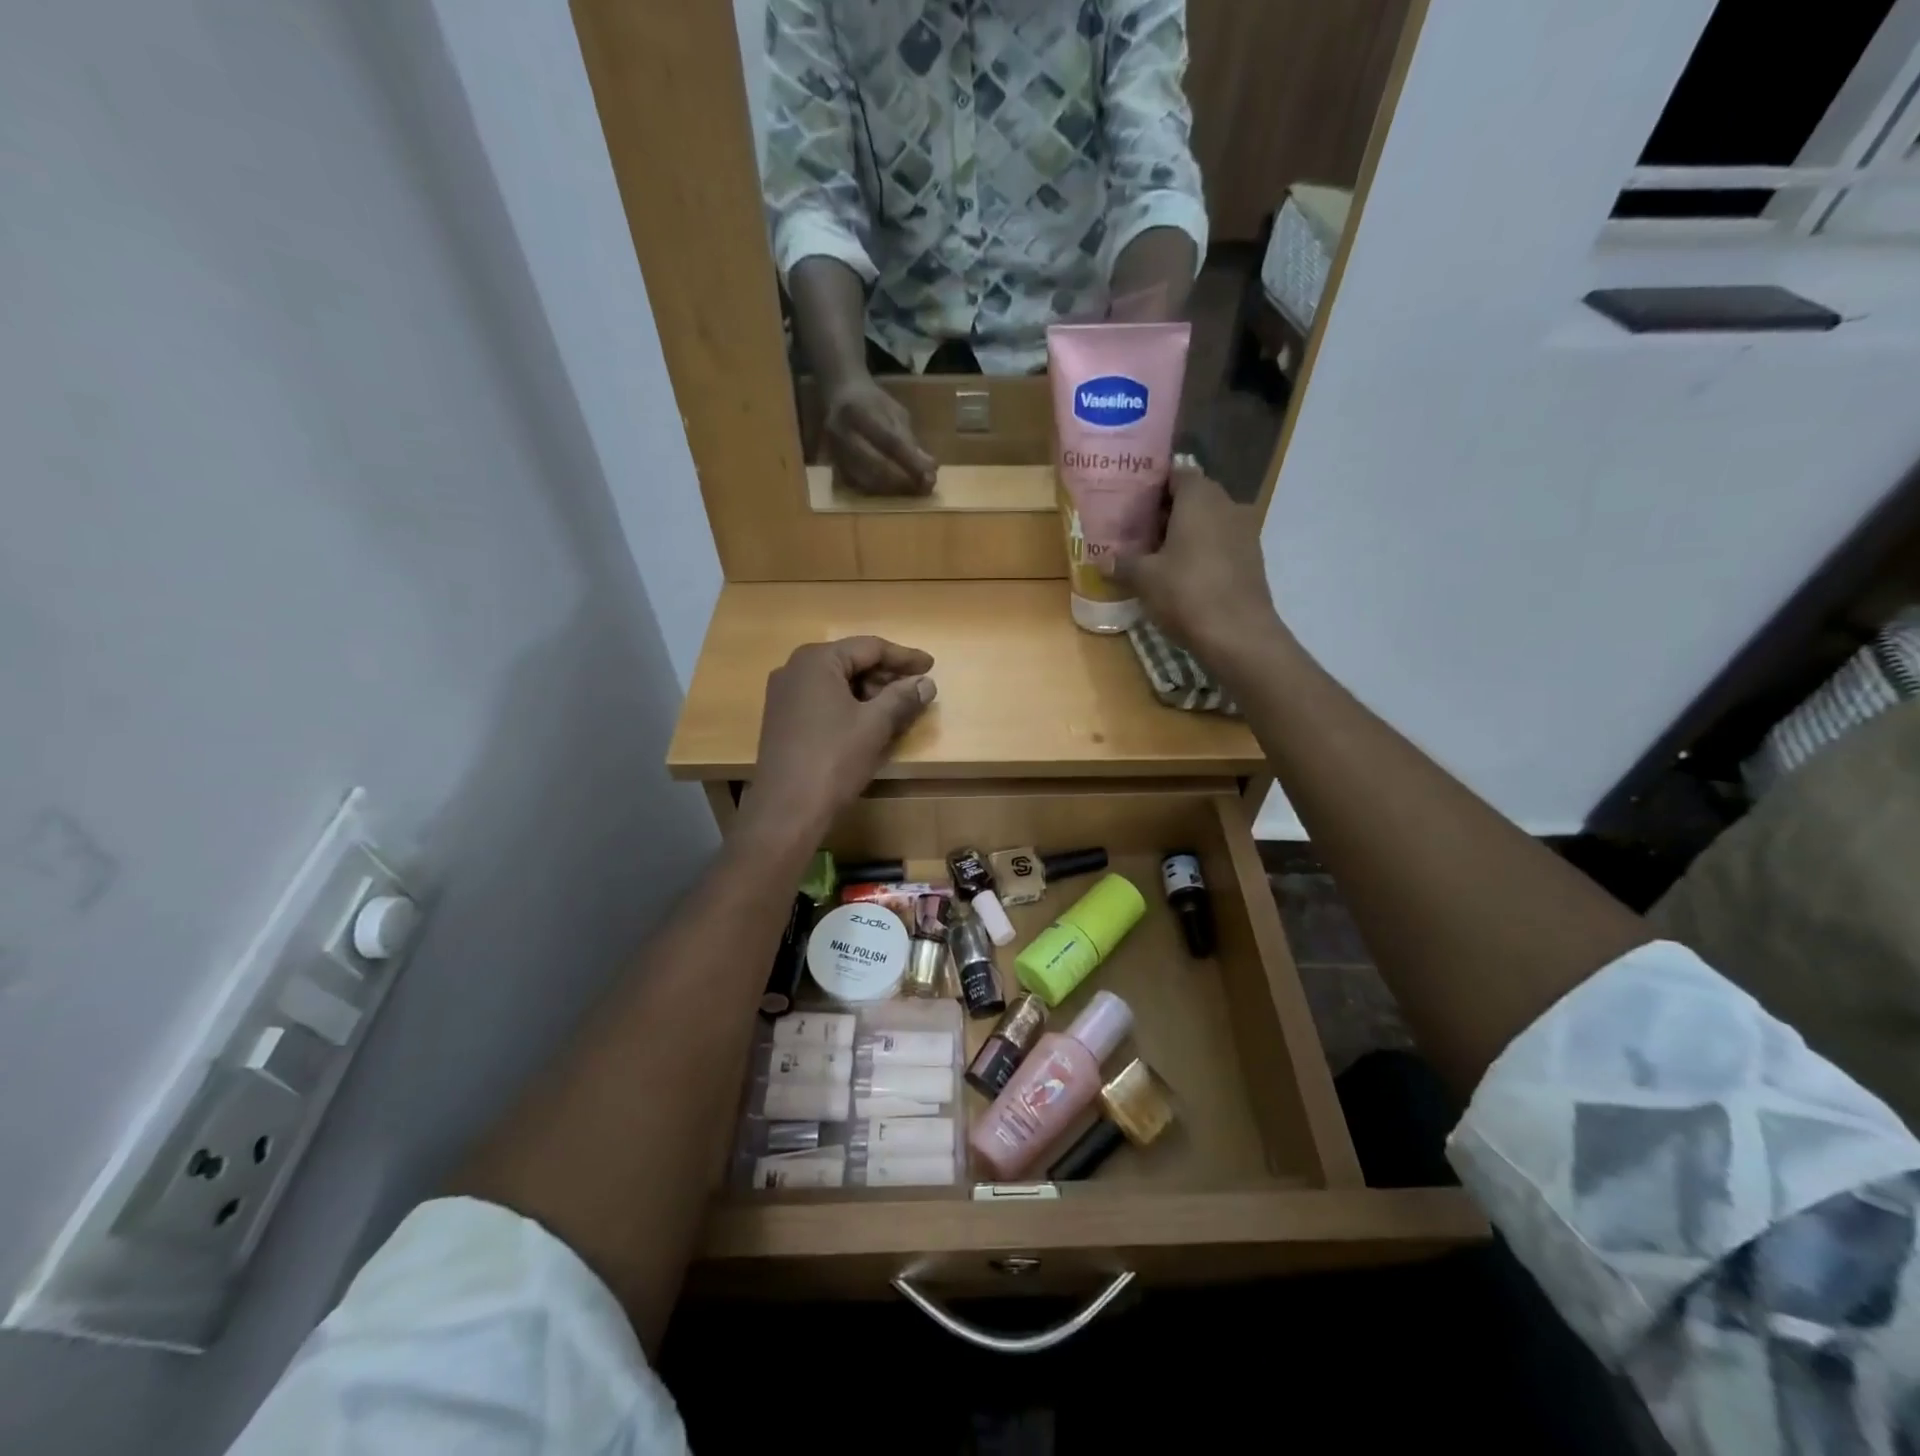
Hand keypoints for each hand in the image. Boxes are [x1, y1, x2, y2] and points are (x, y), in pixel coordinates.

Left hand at [742, 637, 936, 837]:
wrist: (787, 809)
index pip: (869, 647)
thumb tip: (926, 683)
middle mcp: (795, 669)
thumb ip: (903, 698)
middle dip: (886, 676)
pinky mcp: (782, 719)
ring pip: (837, 683)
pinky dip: (850, 706)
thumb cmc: (834, 759)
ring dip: (870, 693)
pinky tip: (870, 724)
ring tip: (899, 710)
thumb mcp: (875, 725)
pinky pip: (823, 701)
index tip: (931, 666)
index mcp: (817, 660)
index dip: (904, 657)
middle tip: (917, 691)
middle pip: (851, 662)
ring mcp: (784, 695)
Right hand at [823, 375, 936, 495]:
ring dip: (894, 490)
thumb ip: (910, 440)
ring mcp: (835, 452)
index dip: (912, 463)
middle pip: (877, 466)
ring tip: (913, 490)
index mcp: (858, 411)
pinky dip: (880, 492)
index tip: (931, 477)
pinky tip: (895, 491)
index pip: (890, 442)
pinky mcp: (834, 467)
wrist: (839, 396)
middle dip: (904, 481)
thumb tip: (930, 469)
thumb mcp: (895, 412)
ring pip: (867, 481)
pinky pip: (859, 487)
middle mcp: (841, 433)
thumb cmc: (873, 404)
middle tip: (924, 488)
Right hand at [1111, 468, 1281, 665]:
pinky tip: (1182, 574)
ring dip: (1184, 533)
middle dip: (1165, 512)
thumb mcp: (1144, 578)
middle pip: (1192, 497)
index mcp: (1199, 497)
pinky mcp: (1252, 559)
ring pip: (1208, 522)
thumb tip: (1102, 560)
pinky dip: (1201, 551)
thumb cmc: (1186, 593)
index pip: (1175, 474)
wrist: (1238, 634)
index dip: (1151, 487)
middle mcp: (1227, 504)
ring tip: (1156, 555)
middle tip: (1137, 531)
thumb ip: (1122, 563)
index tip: (1131, 503)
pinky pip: (1221, 544)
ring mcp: (1245, 532)